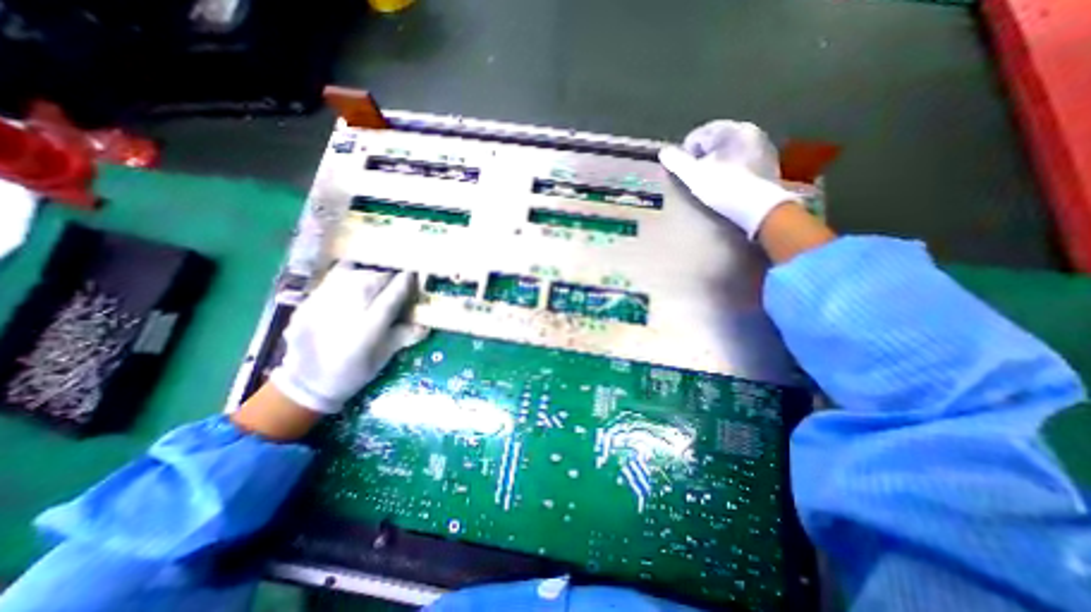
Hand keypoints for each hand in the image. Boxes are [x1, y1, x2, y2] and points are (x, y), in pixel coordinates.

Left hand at [269, 266, 425, 413]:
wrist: (307, 382)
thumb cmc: (354, 372)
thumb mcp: (384, 357)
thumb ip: (405, 336)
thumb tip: (427, 324)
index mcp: (368, 329)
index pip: (392, 296)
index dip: (405, 283)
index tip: (413, 274)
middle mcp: (345, 312)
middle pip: (372, 280)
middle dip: (388, 277)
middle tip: (395, 281)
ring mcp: (322, 305)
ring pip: (352, 275)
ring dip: (369, 274)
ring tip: (375, 280)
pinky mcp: (307, 302)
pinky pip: (332, 279)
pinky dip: (348, 276)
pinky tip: (354, 282)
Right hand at [655, 120, 797, 238]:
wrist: (759, 208)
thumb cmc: (723, 188)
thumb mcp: (693, 175)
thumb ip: (677, 161)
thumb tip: (664, 152)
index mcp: (731, 129)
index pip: (700, 133)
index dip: (686, 152)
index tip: (683, 170)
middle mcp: (751, 131)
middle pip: (717, 140)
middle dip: (703, 155)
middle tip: (695, 176)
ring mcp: (763, 146)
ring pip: (731, 150)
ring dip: (718, 161)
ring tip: (711, 181)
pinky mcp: (770, 163)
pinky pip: (743, 160)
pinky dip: (732, 168)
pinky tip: (728, 184)